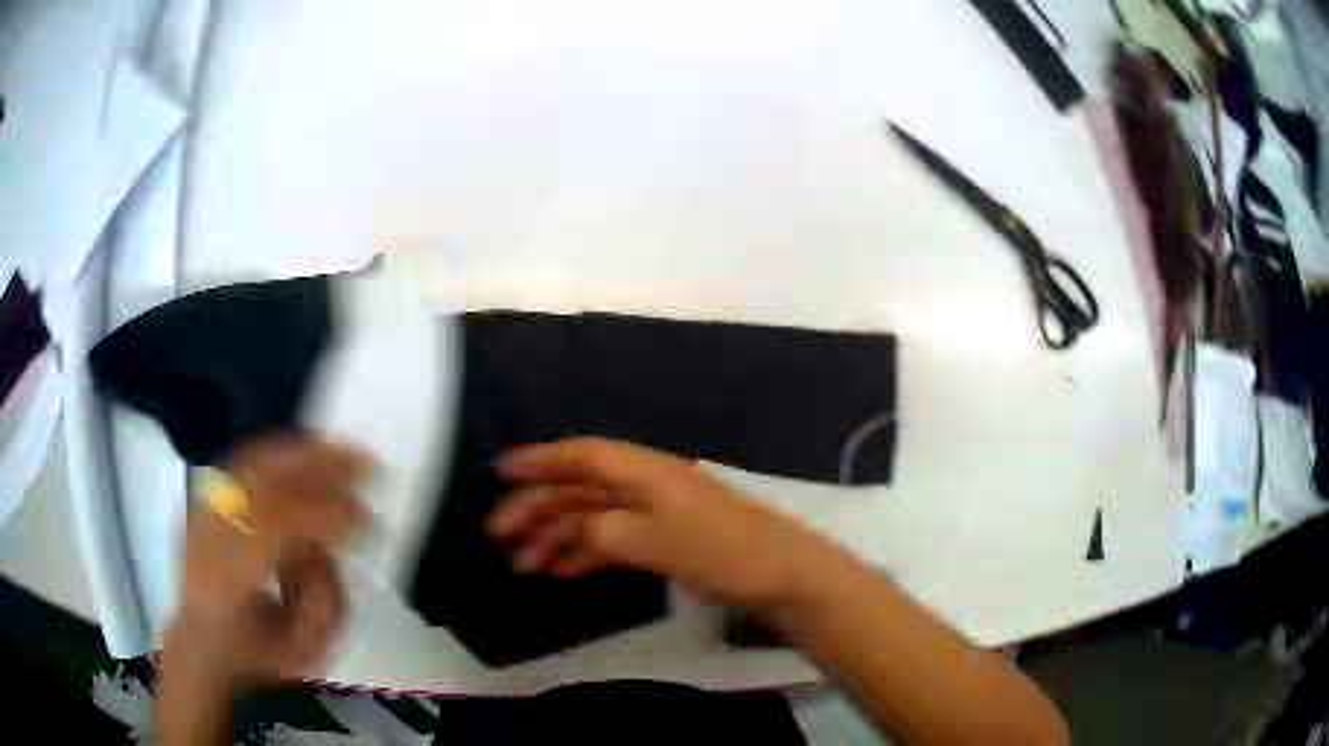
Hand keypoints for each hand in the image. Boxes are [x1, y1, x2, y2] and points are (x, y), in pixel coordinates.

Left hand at [162, 434, 370, 695]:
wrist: (202, 644)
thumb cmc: (256, 654)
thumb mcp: (302, 649)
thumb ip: (324, 601)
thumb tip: (326, 546)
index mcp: (229, 582)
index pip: (274, 530)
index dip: (322, 515)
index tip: (363, 513)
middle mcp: (210, 535)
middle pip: (261, 483)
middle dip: (317, 468)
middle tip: (364, 465)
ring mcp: (204, 511)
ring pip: (252, 464)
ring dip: (301, 453)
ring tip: (340, 451)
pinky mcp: (206, 499)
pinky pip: (244, 462)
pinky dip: (278, 453)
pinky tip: (304, 453)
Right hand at [489, 437, 819, 607]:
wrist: (783, 576)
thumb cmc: (724, 552)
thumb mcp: (658, 541)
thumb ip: (605, 531)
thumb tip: (571, 530)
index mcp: (646, 473)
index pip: (583, 456)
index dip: (540, 460)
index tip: (500, 472)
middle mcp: (646, 485)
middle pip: (580, 488)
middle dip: (537, 507)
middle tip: (498, 534)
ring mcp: (654, 514)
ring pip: (591, 517)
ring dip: (555, 536)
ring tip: (523, 564)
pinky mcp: (662, 540)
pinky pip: (611, 540)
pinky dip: (583, 553)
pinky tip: (561, 570)